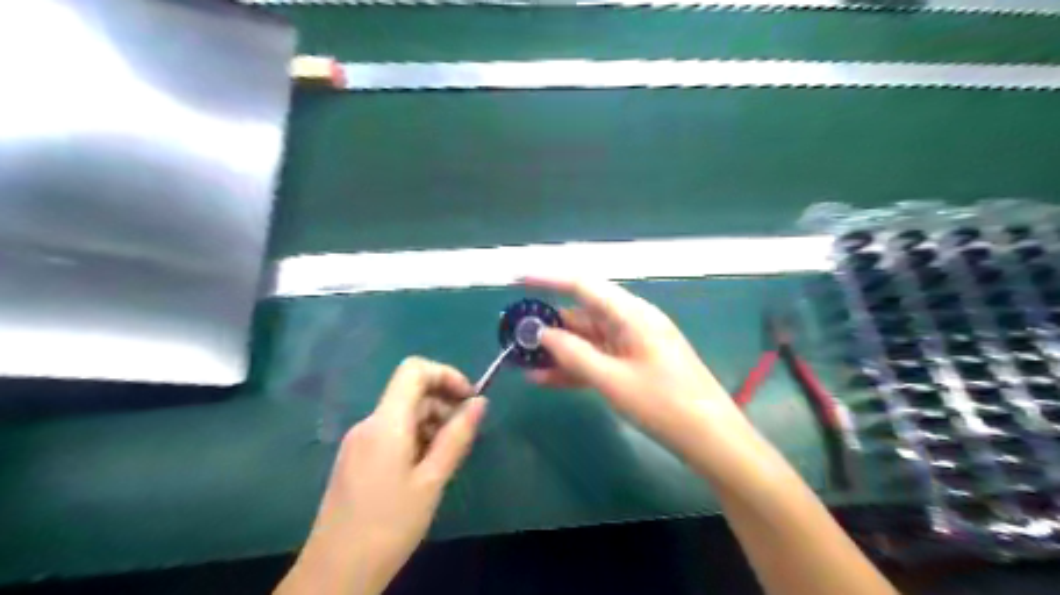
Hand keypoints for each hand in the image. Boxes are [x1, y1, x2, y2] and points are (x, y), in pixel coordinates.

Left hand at [277, 357, 483, 594]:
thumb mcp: (432, 481)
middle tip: (463, 437)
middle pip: (410, 392)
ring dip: (431, 424)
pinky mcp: (355, 457)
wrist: (335, 574)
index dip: (446, 375)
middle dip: (443, 404)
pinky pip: (391, 432)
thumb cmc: (389, 526)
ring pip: (402, 413)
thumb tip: (480, 402)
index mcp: (386, 423)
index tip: (469, 399)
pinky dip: (414, 438)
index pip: (414, 370)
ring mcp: (358, 440)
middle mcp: (369, 423)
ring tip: (445, 458)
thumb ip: (457, 436)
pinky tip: (423, 469)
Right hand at [524, 280, 743, 458]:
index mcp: (630, 314)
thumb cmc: (665, 404)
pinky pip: (597, 359)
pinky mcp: (632, 365)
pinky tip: (545, 379)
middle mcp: (630, 322)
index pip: (583, 285)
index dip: (548, 279)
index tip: (517, 280)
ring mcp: (631, 345)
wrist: (711, 438)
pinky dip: (574, 367)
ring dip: (557, 349)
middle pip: (582, 314)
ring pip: (586, 339)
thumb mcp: (613, 380)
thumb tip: (542, 334)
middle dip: (548, 324)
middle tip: (515, 336)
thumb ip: (574, 355)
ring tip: (523, 360)